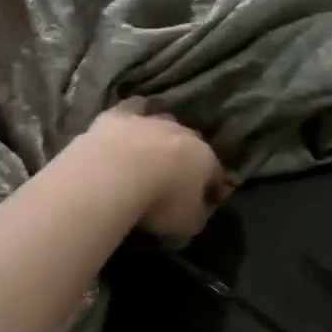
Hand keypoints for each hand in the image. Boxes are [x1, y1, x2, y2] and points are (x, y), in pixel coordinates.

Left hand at [82, 100, 232, 245]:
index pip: (216, 173)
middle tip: (178, 177)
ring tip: (152, 153)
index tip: (209, 200)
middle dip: (189, 158)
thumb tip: (202, 208)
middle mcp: (183, 133)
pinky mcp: (119, 115)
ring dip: (162, 136)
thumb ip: (199, 214)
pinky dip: (134, 114)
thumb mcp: (189, 223)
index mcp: (205, 158)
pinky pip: (133, 109)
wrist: (115, 174)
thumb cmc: (160, 202)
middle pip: (192, 144)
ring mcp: (151, 120)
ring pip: (165, 123)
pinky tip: (130, 123)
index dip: (214, 187)